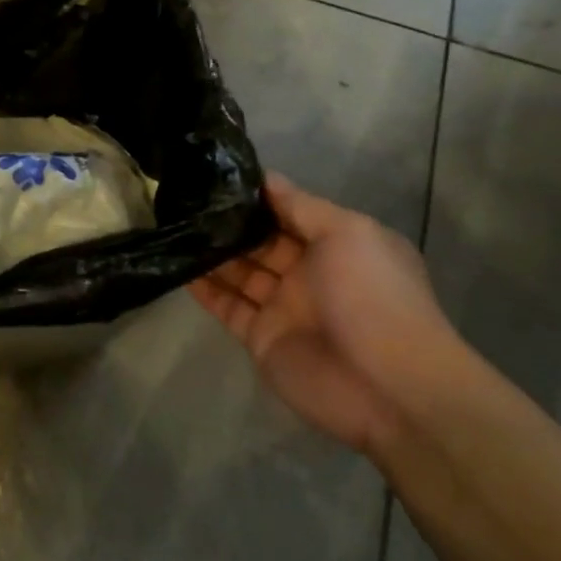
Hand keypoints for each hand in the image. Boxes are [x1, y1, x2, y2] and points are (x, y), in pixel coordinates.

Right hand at [191, 173, 465, 454]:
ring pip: (239, 273)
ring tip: (175, 227)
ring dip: (211, 252)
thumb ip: (301, 206)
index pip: (290, 213)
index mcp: (337, 246)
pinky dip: (204, 289)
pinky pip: (227, 306)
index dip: (259, 196)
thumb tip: (265, 178)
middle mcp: (309, 274)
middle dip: (230, 223)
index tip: (219, 175)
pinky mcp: (260, 337)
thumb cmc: (372, 296)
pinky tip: (177, 266)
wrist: (386, 385)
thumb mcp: (347, 233)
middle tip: (186, 200)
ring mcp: (283, 307)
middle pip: (261, 242)